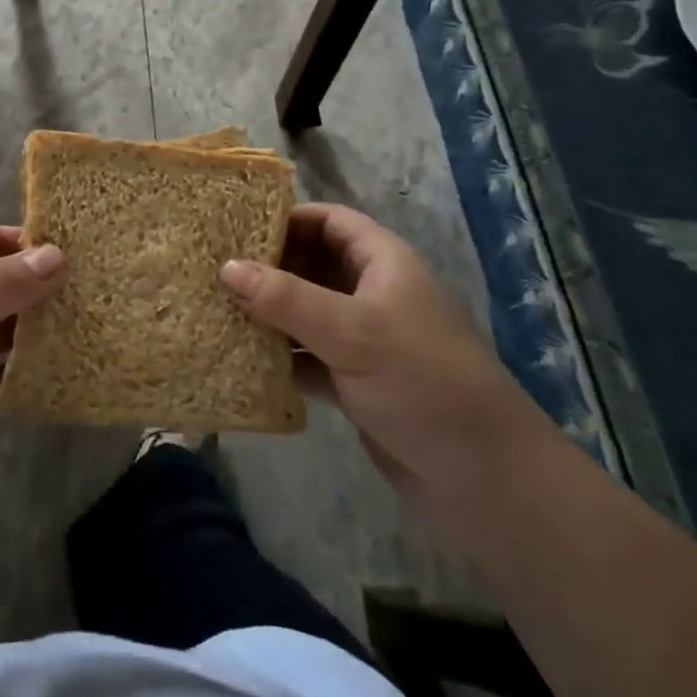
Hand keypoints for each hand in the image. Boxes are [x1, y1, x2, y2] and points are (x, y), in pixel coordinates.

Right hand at [220, 204, 538, 496]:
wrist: (484, 479)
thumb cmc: (422, 381)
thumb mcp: (351, 332)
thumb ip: (286, 298)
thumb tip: (226, 266)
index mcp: (382, 263)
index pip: (329, 221)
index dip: (286, 218)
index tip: (235, 227)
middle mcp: (371, 294)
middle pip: (311, 264)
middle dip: (267, 268)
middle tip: (213, 271)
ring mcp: (363, 340)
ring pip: (305, 313)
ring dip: (267, 314)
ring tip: (214, 310)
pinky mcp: (355, 383)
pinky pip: (307, 356)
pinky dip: (279, 356)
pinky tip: (239, 358)